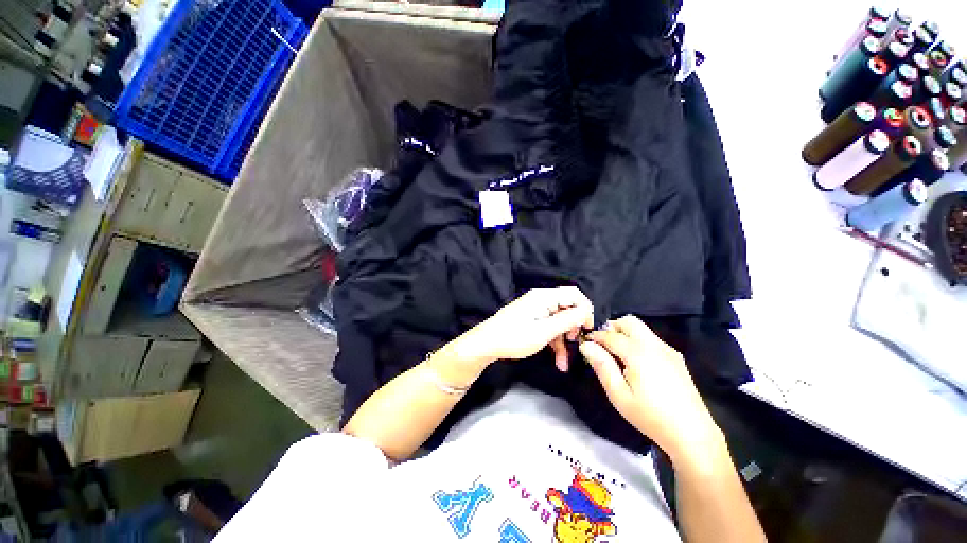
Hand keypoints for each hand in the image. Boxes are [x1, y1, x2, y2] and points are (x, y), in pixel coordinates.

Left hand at [436, 287, 593, 383]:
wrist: (486, 344)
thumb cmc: (515, 337)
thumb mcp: (544, 331)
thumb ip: (567, 320)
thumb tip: (585, 311)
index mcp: (544, 297)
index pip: (574, 294)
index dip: (585, 309)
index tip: (587, 329)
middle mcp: (541, 300)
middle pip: (567, 309)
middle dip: (573, 327)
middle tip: (574, 343)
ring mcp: (535, 310)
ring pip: (558, 322)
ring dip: (563, 341)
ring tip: (564, 363)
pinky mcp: (531, 320)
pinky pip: (548, 327)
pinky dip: (554, 342)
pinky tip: (557, 361)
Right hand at [579, 316, 723, 464]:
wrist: (692, 435)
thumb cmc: (650, 416)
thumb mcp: (619, 394)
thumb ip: (602, 365)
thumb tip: (586, 345)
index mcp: (638, 353)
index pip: (610, 335)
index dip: (595, 336)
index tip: (584, 342)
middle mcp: (654, 345)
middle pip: (629, 321)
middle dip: (612, 327)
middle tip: (601, 344)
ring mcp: (668, 350)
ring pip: (641, 328)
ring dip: (625, 333)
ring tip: (616, 353)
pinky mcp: (676, 358)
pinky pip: (651, 339)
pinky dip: (637, 341)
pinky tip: (635, 362)